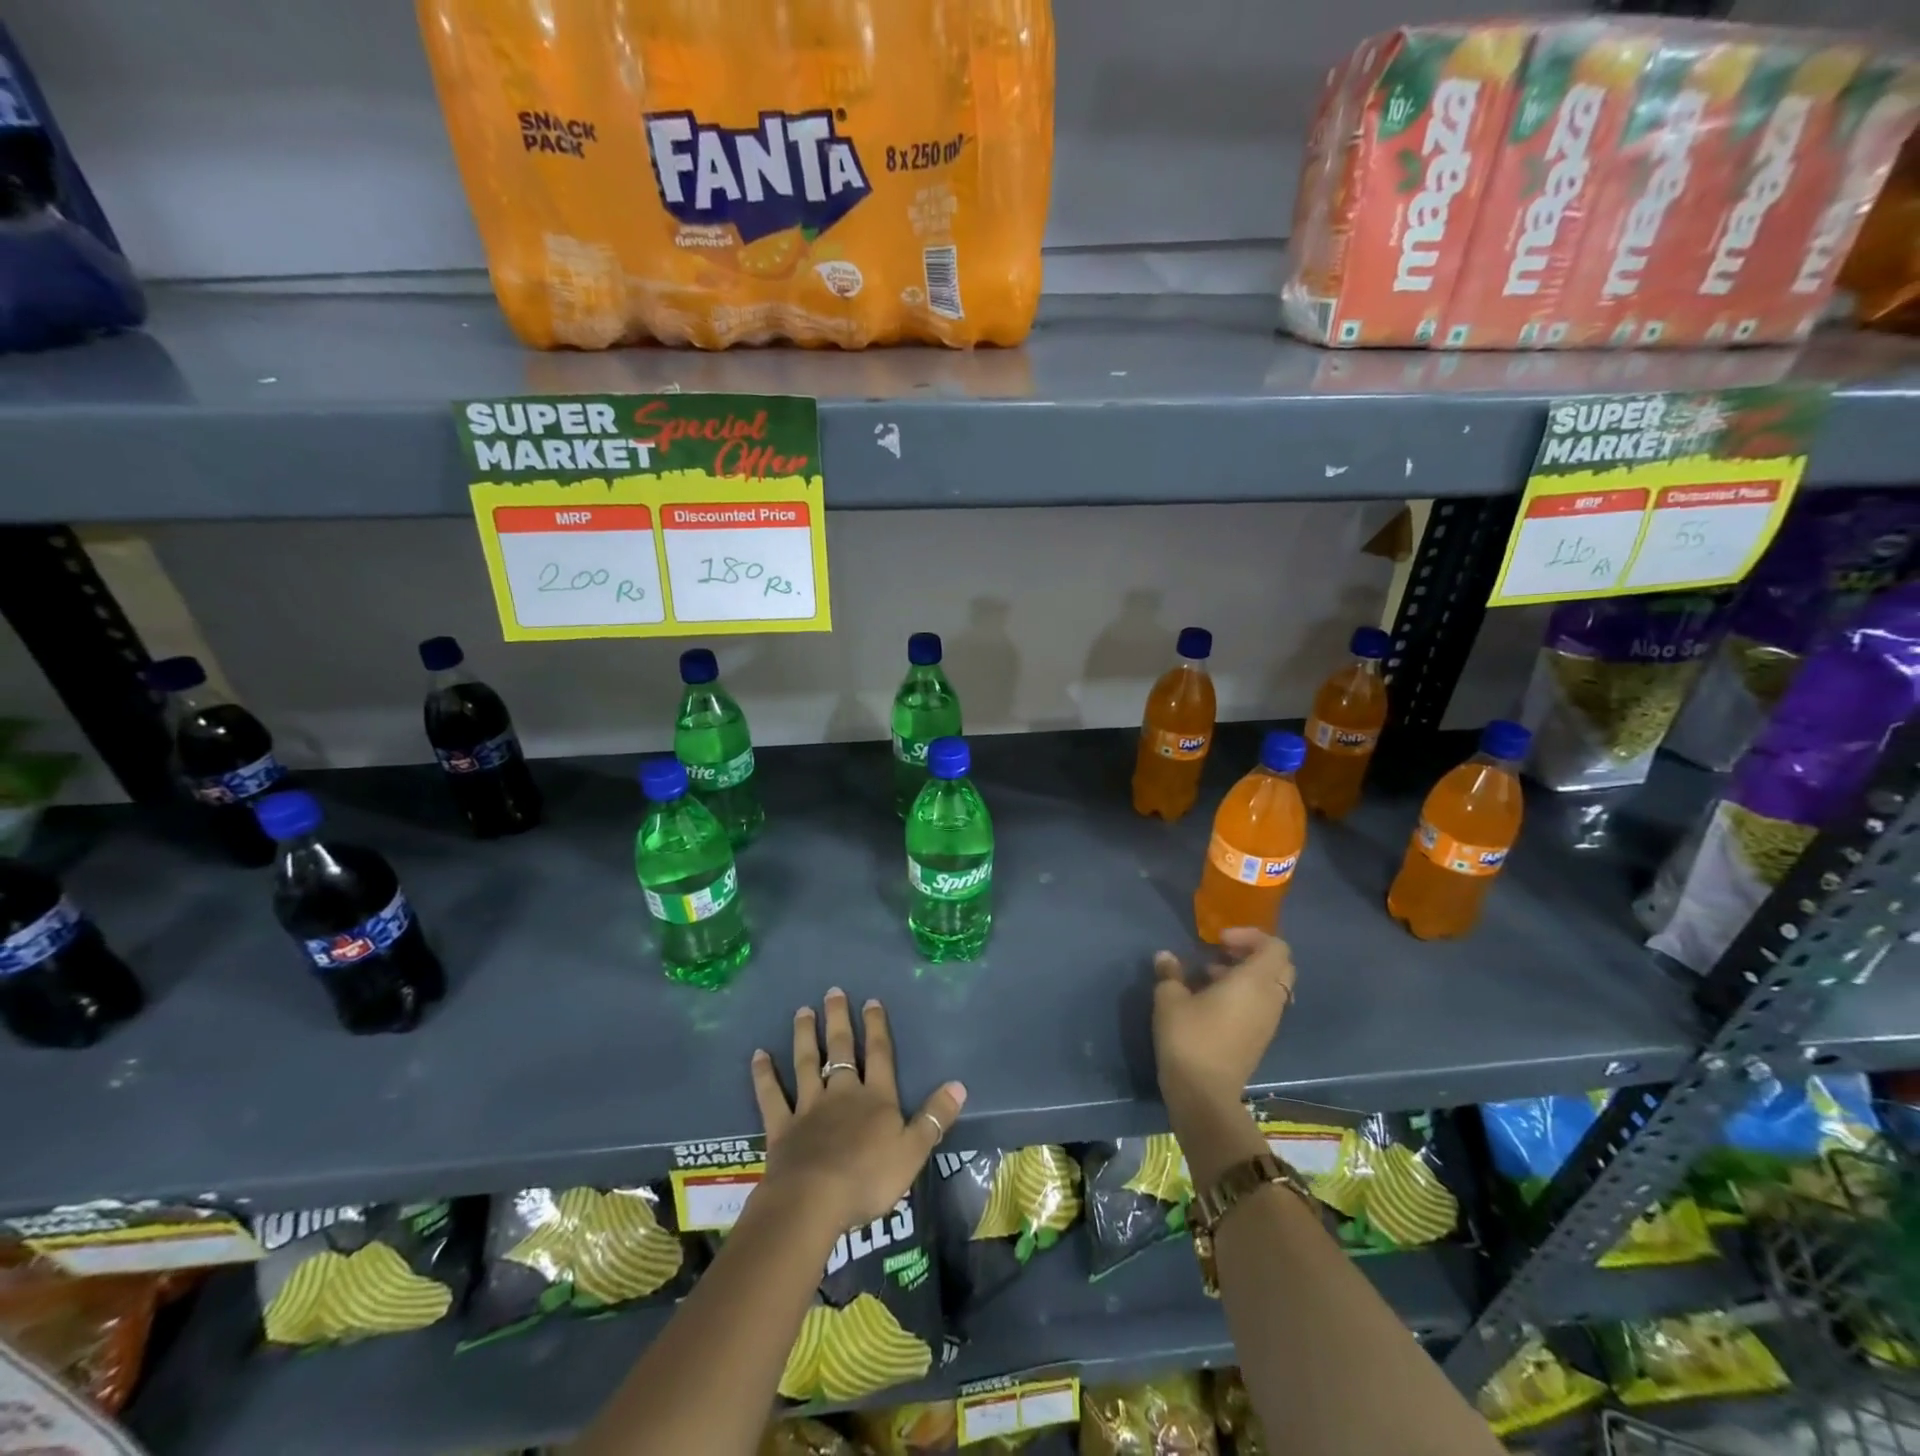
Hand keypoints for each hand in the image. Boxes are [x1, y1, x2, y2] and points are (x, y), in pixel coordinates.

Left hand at [750, 987, 966, 1236]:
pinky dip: (764, 1075)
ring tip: (802, 1011)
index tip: (871, 1001)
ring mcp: (809, 1107)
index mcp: (876, 1098)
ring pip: (807, 1063)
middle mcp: (842, 1093)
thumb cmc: (868, 1178)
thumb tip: (958, 1085)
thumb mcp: (913, 1151)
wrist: (814, 1200)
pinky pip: (772, 1096)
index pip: (880, 1055)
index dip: (877, 1027)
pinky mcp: (782, 1127)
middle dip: (839, 1020)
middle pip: (841, 1049)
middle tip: (833, 992)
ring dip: (805, 1036)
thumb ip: (934, 1118)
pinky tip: (758, 1056)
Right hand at [1152, 928, 1295, 1118]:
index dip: (1250, 936)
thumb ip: (1170, 973)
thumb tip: (1166, 957)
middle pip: (1279, 965)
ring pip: (1270, 986)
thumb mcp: (1170, 999)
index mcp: (1254, 982)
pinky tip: (1210, 1002)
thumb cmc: (1189, 1038)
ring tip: (1208, 976)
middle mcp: (1269, 999)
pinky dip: (1244, 995)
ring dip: (1244, 975)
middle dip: (1252, 953)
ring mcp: (1268, 1022)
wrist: (1204, 1095)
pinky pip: (1262, 1005)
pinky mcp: (1260, 1039)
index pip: (1275, 947)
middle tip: (1220, 952)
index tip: (1219, 940)